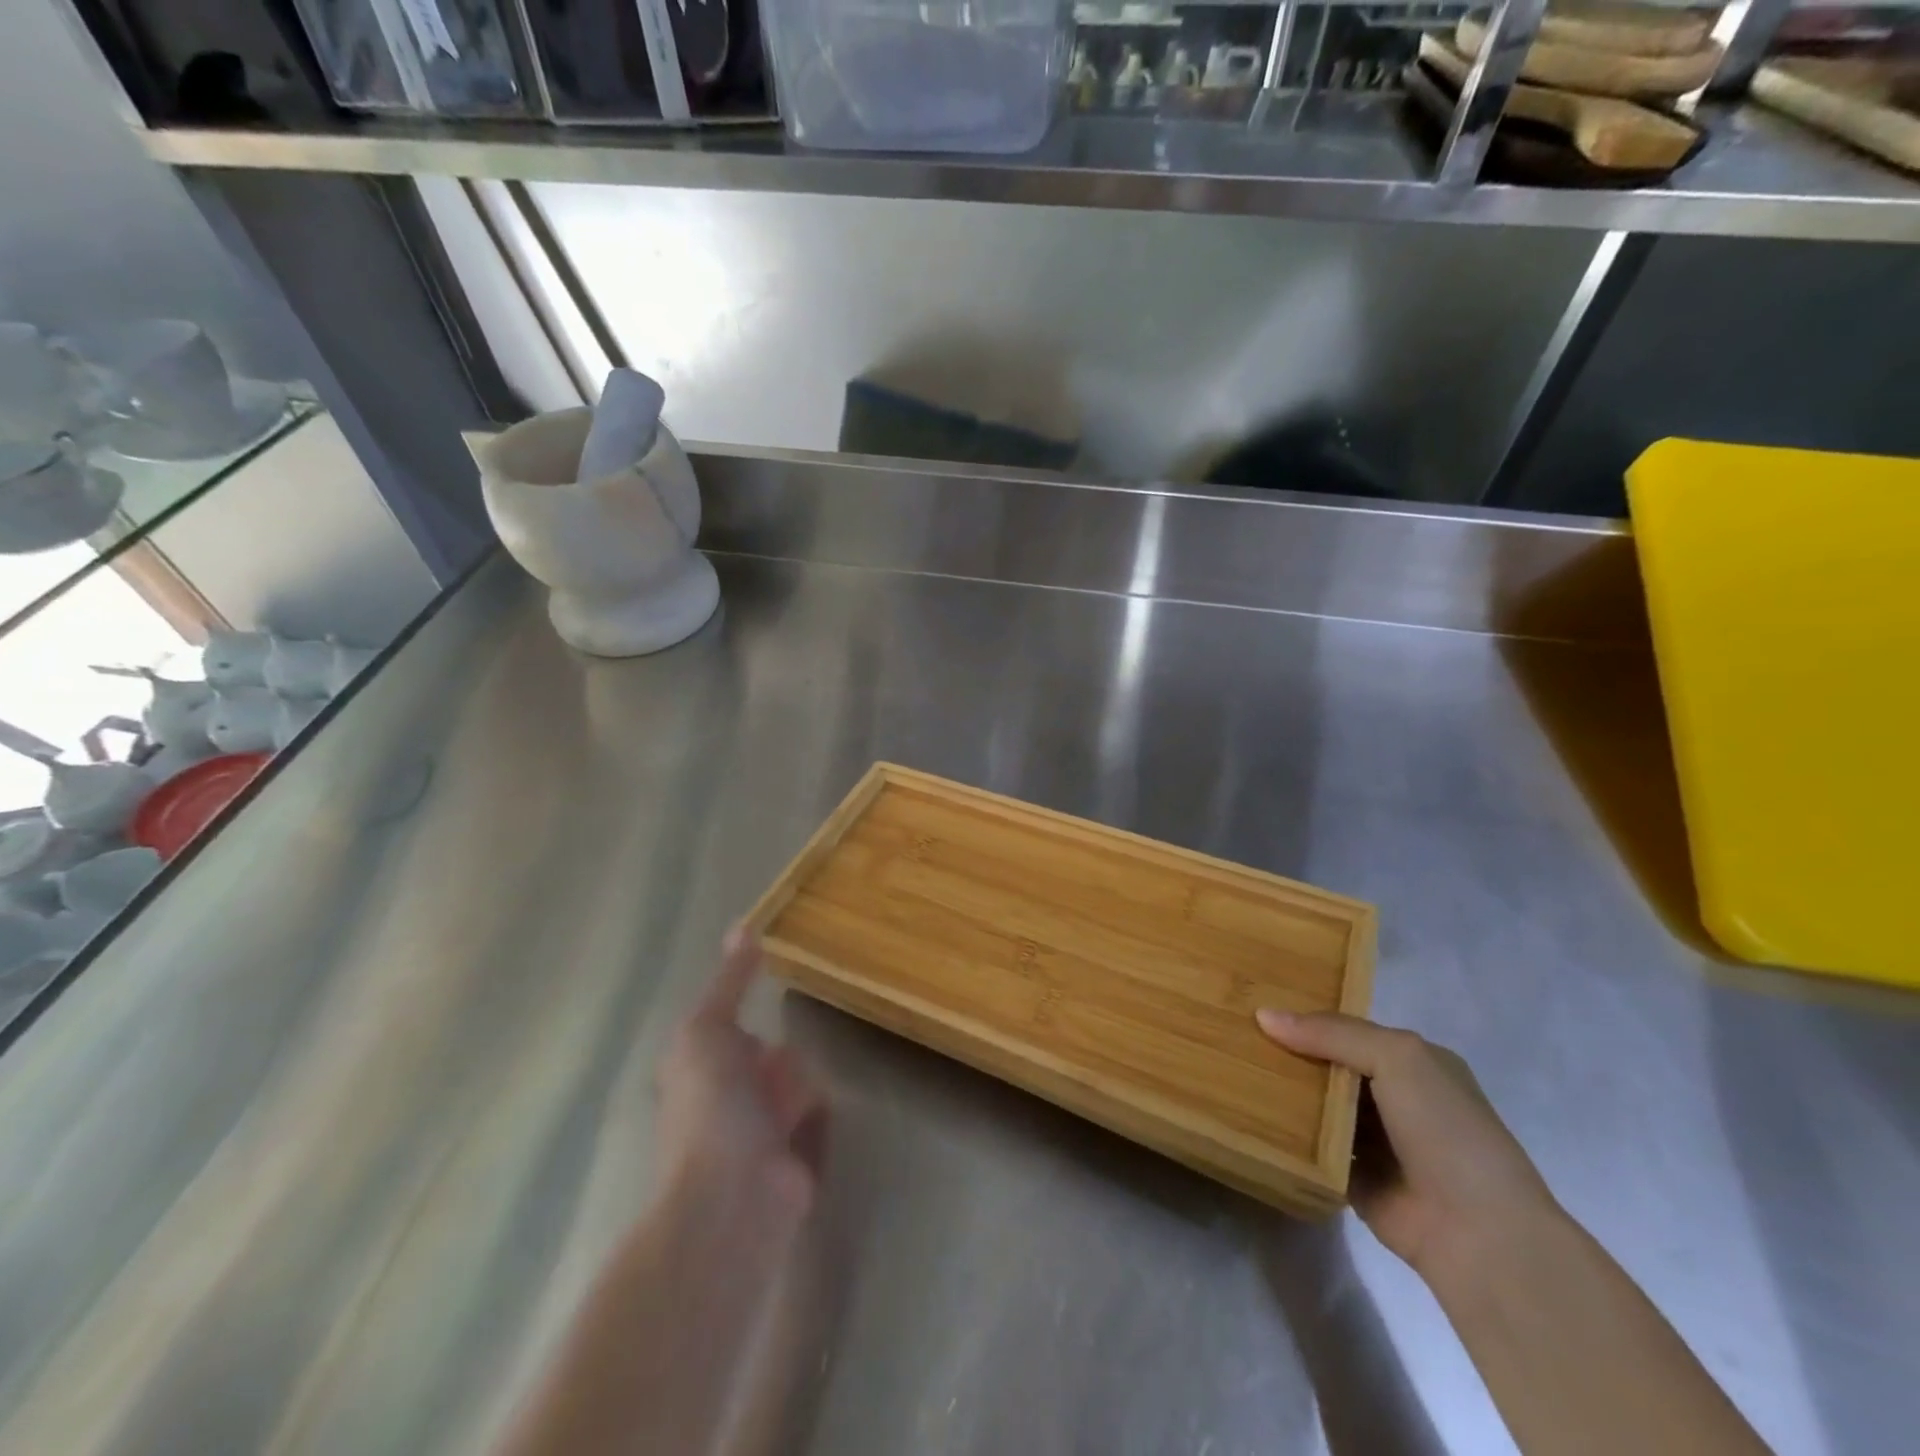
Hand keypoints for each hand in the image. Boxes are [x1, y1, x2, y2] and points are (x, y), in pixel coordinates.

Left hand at [656, 929, 826, 1236]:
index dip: (741, 1011)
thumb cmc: (713, 1108)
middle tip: (797, 1033)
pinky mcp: (794, 1162)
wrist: (733, 1202)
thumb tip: (743, 924)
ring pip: (790, 1089)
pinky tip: (819, 1113)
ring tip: (805, 1082)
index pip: (724, 1030)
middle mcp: (725, 1102)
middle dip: (778, 1052)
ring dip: (800, 1083)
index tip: (775, 986)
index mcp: (698, 1071)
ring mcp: (759, 1137)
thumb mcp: (709, 1030)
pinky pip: (813, 1125)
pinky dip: (818, 1118)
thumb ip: (730, 981)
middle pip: (761, 1060)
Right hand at [1257, 1010, 1560, 1283]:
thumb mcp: (1396, 1058)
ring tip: (1226, 1068)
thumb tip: (1264, 1015)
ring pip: (1316, 1105)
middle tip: (1232, 1035)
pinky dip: (1285, 1135)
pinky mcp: (1353, 1178)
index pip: (1348, 1030)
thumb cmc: (1445, 1129)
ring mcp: (1374, 1141)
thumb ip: (1332, 1033)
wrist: (1479, 1234)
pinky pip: (1310, 1147)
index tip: (1256, 1006)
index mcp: (1413, 1063)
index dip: (1307, 1018)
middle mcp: (1393, 1097)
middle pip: (1328, 1065)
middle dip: (1287, 1053)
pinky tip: (1245, 1115)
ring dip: (1283, 1093)